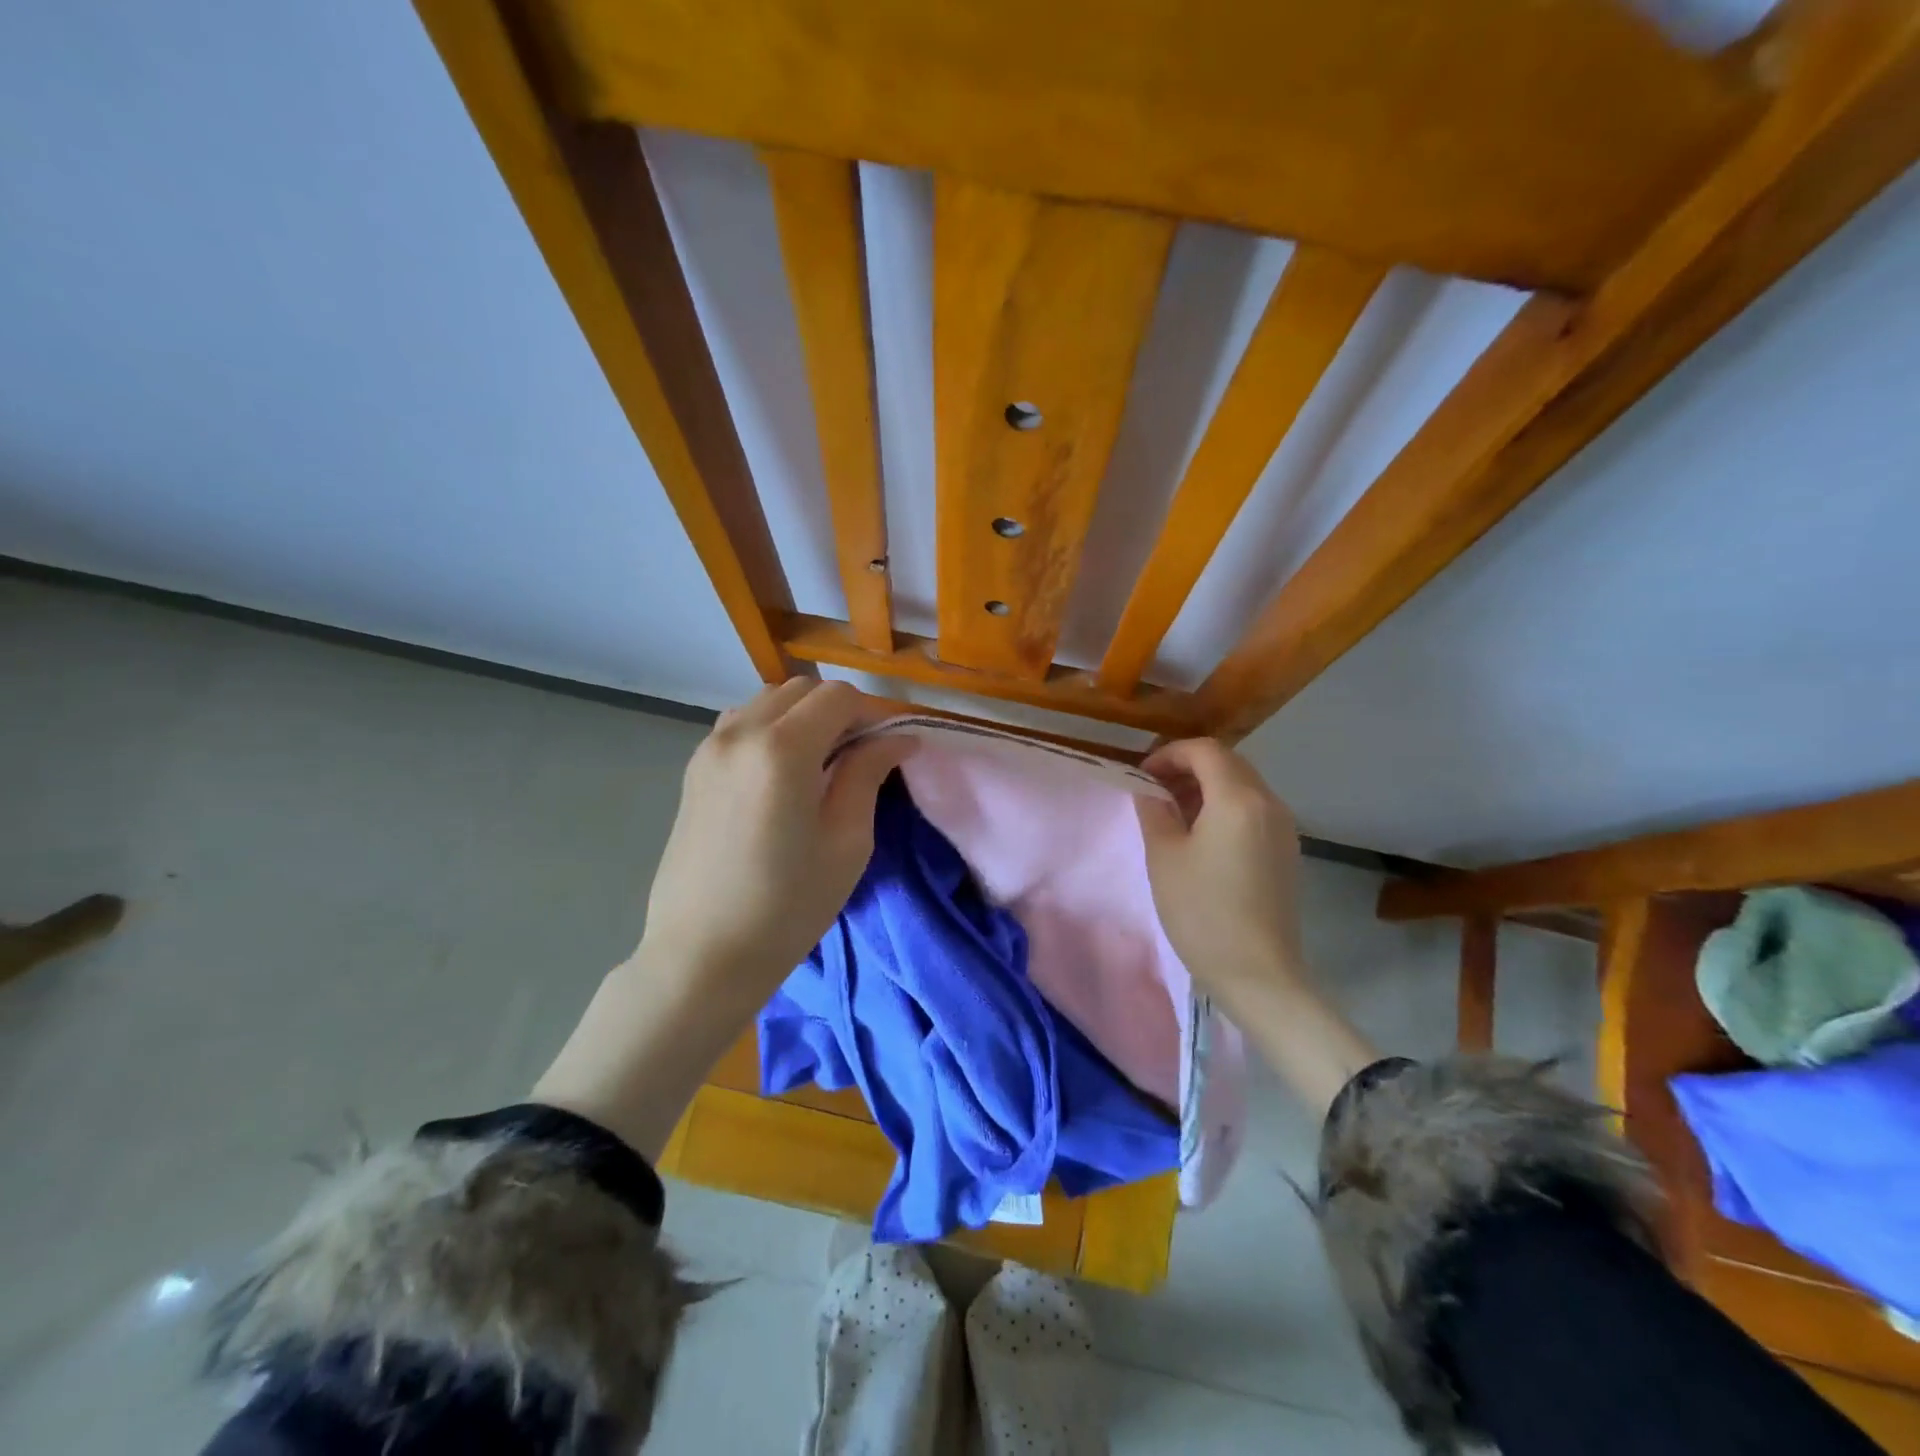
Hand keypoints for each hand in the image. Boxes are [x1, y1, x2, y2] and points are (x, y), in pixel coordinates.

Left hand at [533, 679, 910, 1157]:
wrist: (702, 956)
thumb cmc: (787, 906)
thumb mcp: (846, 841)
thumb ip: (868, 774)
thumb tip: (899, 737)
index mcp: (781, 749)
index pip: (839, 697)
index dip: (873, 714)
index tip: (890, 748)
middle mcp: (740, 733)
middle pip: (803, 690)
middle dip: (840, 711)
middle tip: (861, 758)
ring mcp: (710, 747)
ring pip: (770, 701)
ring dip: (804, 717)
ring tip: (822, 765)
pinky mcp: (695, 768)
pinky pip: (743, 724)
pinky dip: (772, 729)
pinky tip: (783, 774)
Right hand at [1134, 738, 1305, 1008]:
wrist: (1259, 974)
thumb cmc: (1203, 912)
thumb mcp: (1165, 858)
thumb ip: (1155, 812)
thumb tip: (1151, 792)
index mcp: (1238, 799)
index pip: (1205, 751)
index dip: (1169, 754)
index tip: (1143, 776)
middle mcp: (1269, 803)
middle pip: (1228, 763)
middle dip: (1188, 768)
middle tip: (1155, 791)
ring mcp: (1283, 828)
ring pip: (1243, 787)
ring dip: (1207, 788)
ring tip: (1174, 814)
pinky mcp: (1287, 852)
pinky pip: (1254, 811)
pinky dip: (1225, 808)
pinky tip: (1202, 837)